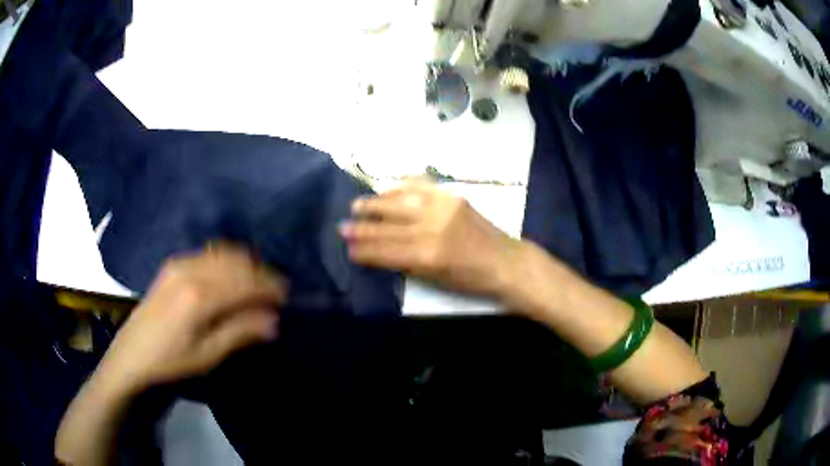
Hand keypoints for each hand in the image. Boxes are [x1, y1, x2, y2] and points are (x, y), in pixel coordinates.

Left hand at [98, 244, 286, 393]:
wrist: (132, 355)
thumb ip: (241, 332)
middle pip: (236, 262)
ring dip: (245, 264)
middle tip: (276, 292)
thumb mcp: (208, 355)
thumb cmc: (171, 361)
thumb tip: (274, 321)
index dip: (270, 287)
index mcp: (200, 296)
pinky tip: (231, 275)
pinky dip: (226, 260)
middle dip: (261, 273)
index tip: (288, 297)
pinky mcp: (172, 264)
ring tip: (257, 283)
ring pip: (223, 253)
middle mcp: (191, 270)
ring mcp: (179, 263)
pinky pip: (208, 253)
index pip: (245, 282)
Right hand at [341, 180, 520, 297]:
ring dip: (376, 203)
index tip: (346, 248)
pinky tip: (387, 190)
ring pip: (400, 202)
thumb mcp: (434, 281)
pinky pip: (421, 187)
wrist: (505, 262)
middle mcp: (432, 228)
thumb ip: (405, 264)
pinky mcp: (453, 197)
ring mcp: (443, 208)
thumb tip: (377, 252)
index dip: (363, 250)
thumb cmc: (471, 281)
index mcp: (427, 256)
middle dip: (362, 227)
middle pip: (387, 226)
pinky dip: (401, 188)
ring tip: (357, 205)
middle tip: (343, 226)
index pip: (385, 251)